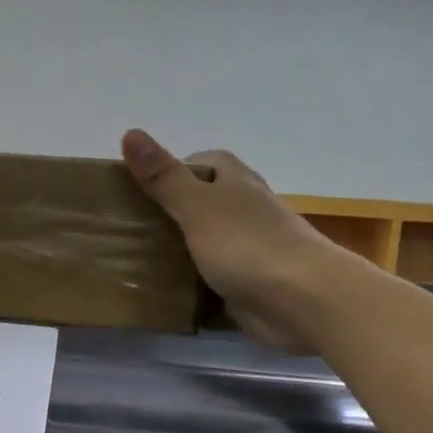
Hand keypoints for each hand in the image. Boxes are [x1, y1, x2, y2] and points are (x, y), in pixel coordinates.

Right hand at [121, 128, 346, 351]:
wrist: (302, 300)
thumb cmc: (249, 245)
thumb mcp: (198, 207)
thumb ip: (164, 177)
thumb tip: (130, 133)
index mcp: (237, 183)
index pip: (207, 163)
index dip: (177, 168)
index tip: (142, 186)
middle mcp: (247, 212)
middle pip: (206, 203)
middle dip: (173, 213)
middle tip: (132, 228)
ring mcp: (251, 250)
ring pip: (209, 243)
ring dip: (182, 251)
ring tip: (139, 262)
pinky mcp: (251, 285)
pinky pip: (216, 280)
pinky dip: (195, 286)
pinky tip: (169, 295)